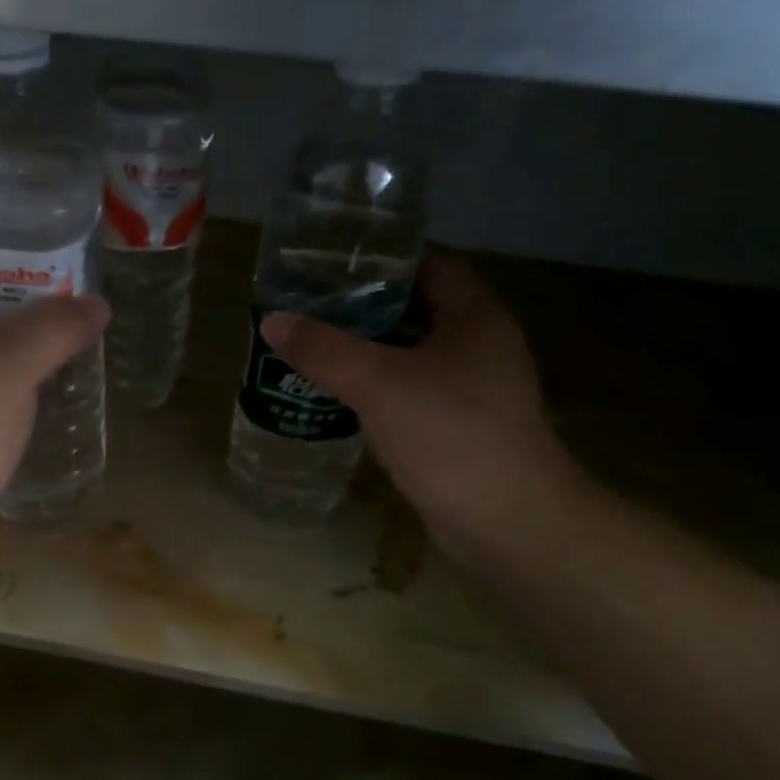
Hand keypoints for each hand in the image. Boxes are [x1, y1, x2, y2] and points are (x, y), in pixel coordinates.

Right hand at [259, 250, 574, 559]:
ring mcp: (472, 389)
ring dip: (367, 352)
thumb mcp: (380, 384)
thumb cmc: (450, 436)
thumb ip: (324, 350)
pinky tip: (339, 398)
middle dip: (363, 308)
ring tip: (313, 349)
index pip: (427, 264)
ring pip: (411, 355)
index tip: (328, 264)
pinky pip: (411, 394)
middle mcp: (479, 344)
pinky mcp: (458, 428)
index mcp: (474, 315)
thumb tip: (272, 321)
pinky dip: (377, 390)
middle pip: (415, 310)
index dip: (379, 259)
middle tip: (308, 308)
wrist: (506, 521)